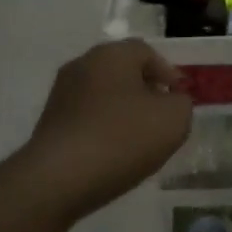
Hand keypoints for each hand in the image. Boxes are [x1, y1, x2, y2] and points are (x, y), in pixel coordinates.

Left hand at [17, 40, 192, 221]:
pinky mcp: (49, 121)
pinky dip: (103, 128)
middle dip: (145, 91)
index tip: (179, 99)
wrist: (57, 179)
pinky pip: (86, 117)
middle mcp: (83, 64)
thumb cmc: (121, 138)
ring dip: (123, 111)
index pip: (147, 52)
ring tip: (138, 141)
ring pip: (103, 94)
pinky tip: (112, 153)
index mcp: (112, 54)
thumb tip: (171, 101)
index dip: (168, 73)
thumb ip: (182, 103)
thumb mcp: (173, 120)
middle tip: (162, 117)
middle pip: (123, 71)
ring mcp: (61, 92)